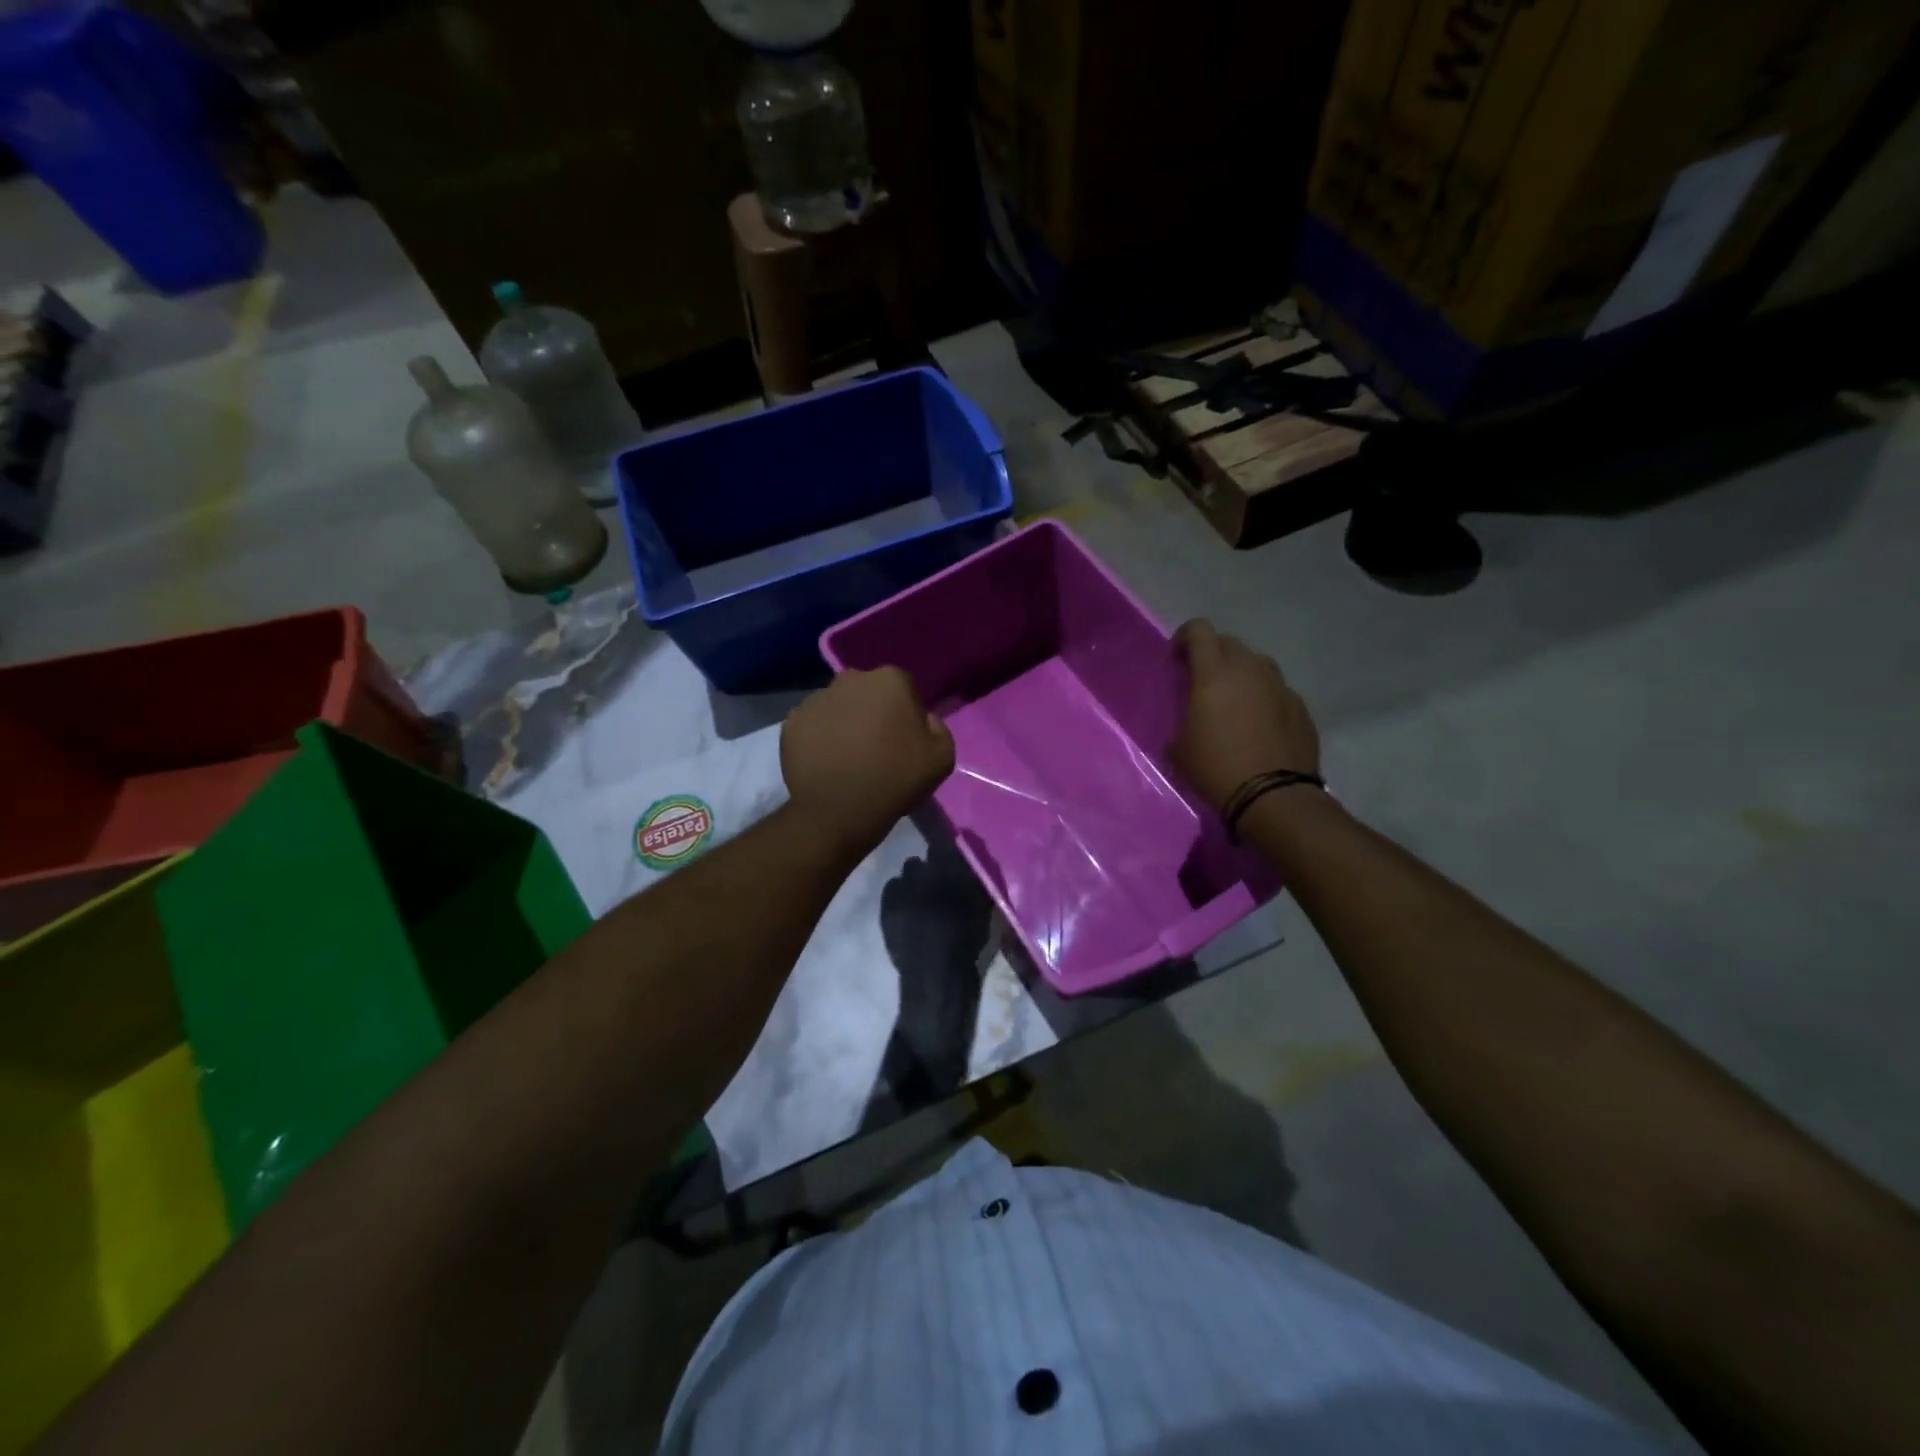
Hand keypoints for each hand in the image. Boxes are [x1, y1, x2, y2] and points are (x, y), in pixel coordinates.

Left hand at [782, 668, 954, 854]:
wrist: (839, 812)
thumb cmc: (895, 780)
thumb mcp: (942, 756)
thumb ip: (936, 726)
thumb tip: (920, 719)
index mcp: (889, 680)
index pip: (904, 687)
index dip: (907, 712)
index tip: (905, 738)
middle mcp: (849, 679)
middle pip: (867, 691)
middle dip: (873, 711)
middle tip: (877, 746)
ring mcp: (815, 699)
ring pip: (838, 706)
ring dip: (844, 722)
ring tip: (848, 757)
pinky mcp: (791, 723)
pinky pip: (813, 725)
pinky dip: (819, 738)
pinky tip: (827, 762)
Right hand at [1170, 619, 1319, 810]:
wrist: (1273, 796)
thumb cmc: (1215, 768)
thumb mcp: (1179, 748)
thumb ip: (1184, 720)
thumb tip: (1190, 721)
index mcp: (1214, 675)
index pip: (1200, 631)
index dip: (1185, 636)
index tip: (1177, 657)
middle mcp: (1250, 671)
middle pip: (1230, 643)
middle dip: (1214, 654)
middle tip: (1204, 680)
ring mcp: (1280, 687)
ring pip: (1258, 664)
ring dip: (1242, 673)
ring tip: (1235, 700)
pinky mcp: (1301, 707)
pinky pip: (1277, 691)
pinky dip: (1264, 698)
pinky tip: (1259, 725)